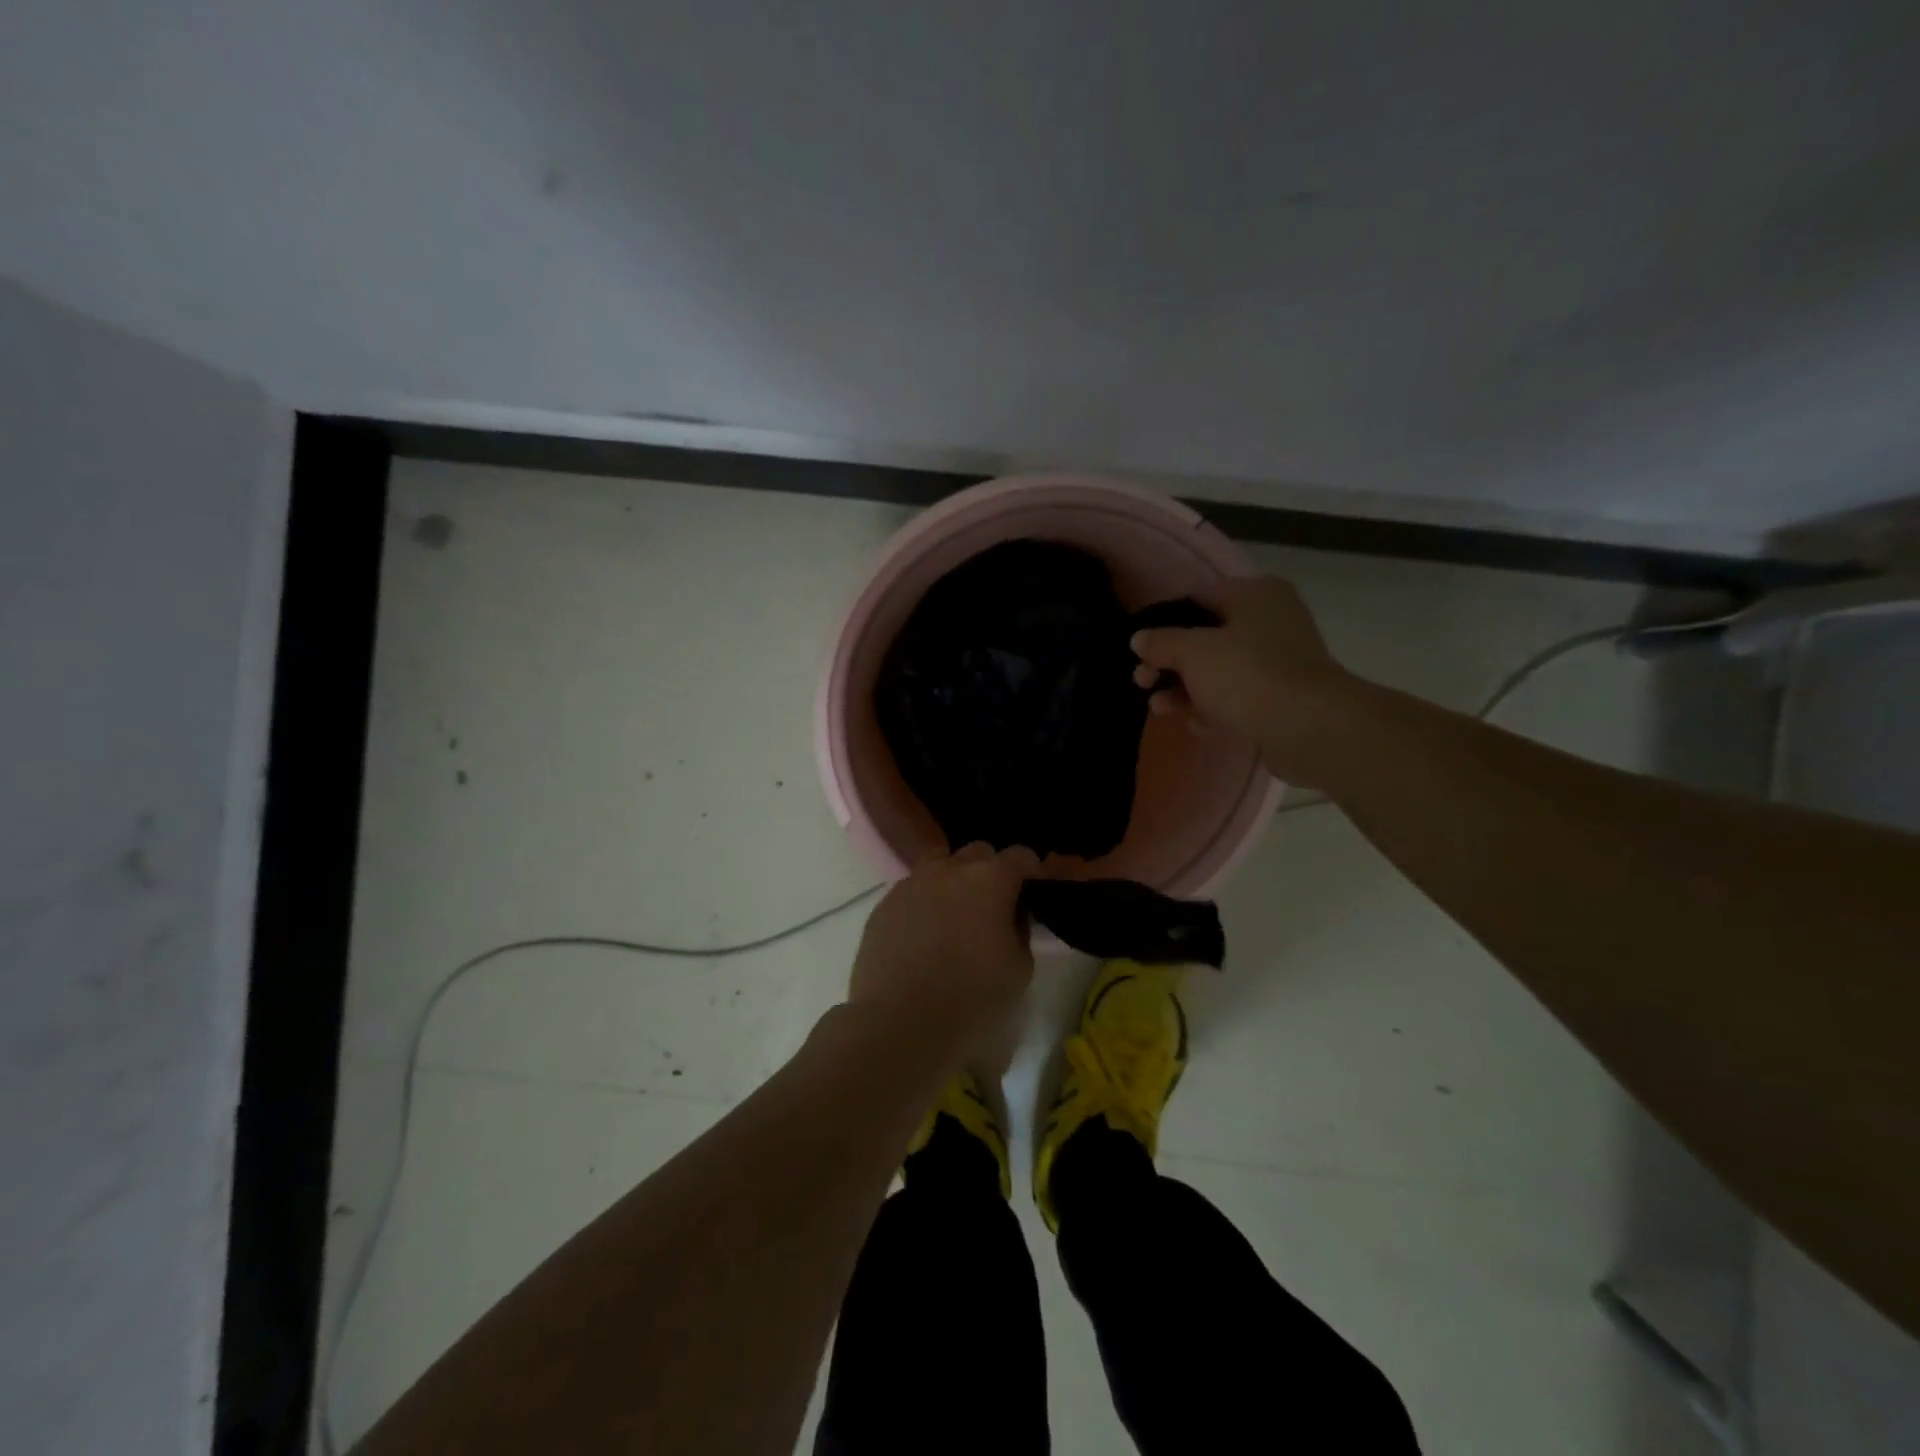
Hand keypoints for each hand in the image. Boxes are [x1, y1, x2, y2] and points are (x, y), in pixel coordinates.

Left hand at [848, 843, 1039, 1066]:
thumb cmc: (972, 1001)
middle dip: (990, 871)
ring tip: (954, 918)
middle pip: (977, 853)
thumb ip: (1020, 931)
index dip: (1030, 870)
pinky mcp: (883, 905)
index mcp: (990, 880)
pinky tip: (922, 938)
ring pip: (939, 866)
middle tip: (993, 907)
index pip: (1020, 856)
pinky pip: (911, 892)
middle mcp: (949, 870)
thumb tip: (1010, 916)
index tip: (1033, 890)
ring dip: (952, 882)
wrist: (900, 1025)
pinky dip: (923, 904)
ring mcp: (911, 884)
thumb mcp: (1020, 970)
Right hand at [1131, 577, 1362, 785]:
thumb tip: (1139, 638)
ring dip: (1185, 690)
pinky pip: (1237, 698)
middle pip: (1206, 638)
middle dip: (1169, 663)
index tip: (1139, 647)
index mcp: (1255, 595)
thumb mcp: (1192, 652)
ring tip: (1159, 709)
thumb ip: (1161, 642)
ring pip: (1219, 672)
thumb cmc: (1247, 675)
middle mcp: (1271, 621)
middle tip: (1142, 681)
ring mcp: (1279, 662)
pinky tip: (1194, 725)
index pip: (1198, 598)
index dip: (1163, 622)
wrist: (1309, 727)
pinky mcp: (1282, 698)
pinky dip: (1213, 709)